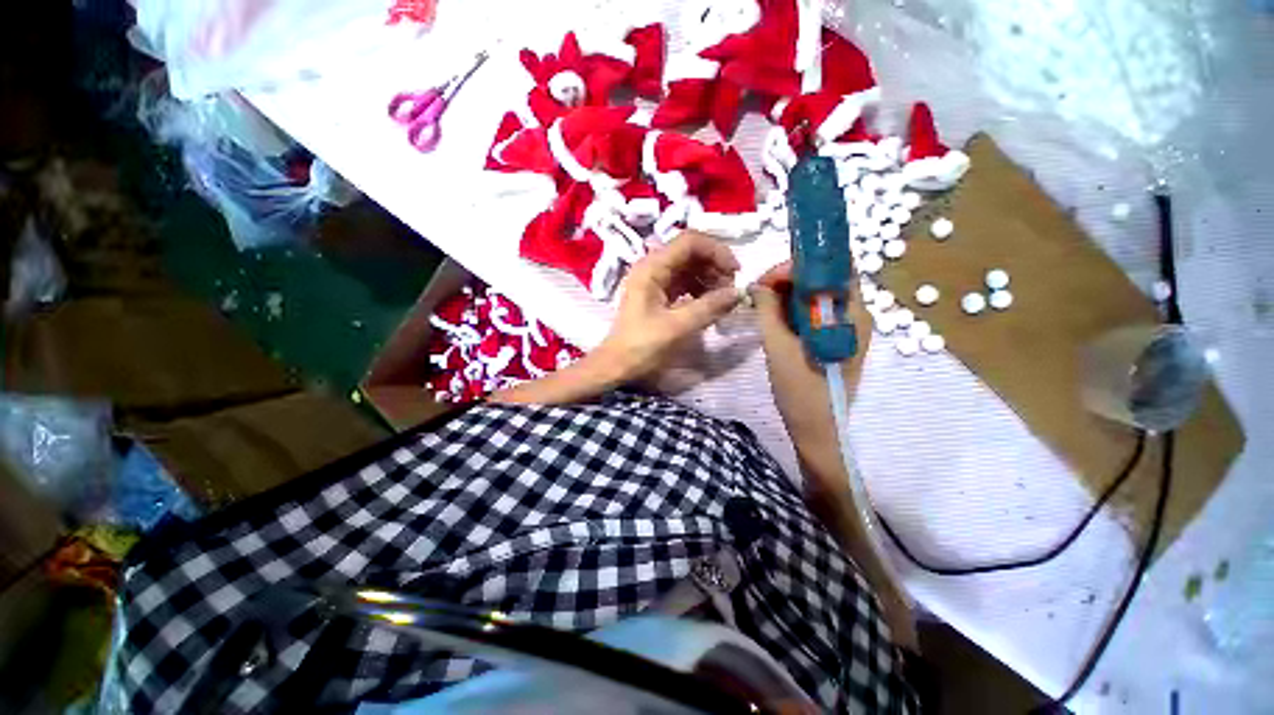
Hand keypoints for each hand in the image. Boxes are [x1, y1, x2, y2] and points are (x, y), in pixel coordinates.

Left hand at [595, 231, 741, 382]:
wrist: (618, 366)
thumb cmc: (643, 346)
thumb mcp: (678, 327)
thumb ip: (709, 307)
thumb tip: (737, 292)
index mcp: (652, 267)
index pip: (690, 241)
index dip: (716, 251)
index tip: (735, 272)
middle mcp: (652, 267)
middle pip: (690, 252)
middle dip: (714, 266)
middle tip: (732, 289)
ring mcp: (654, 281)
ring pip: (689, 268)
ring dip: (709, 278)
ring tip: (724, 299)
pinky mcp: (657, 295)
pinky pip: (684, 283)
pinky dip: (700, 290)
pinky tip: (710, 304)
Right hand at [748, 262, 871, 473]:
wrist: (817, 430)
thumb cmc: (801, 390)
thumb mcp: (778, 347)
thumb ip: (768, 311)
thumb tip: (758, 284)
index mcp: (850, 314)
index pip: (835, 266)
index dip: (802, 263)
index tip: (771, 277)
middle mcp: (854, 315)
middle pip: (825, 278)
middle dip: (790, 277)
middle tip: (759, 290)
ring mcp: (844, 328)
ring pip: (817, 295)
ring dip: (789, 293)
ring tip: (761, 302)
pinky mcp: (833, 339)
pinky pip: (813, 313)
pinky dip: (792, 309)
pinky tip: (772, 316)